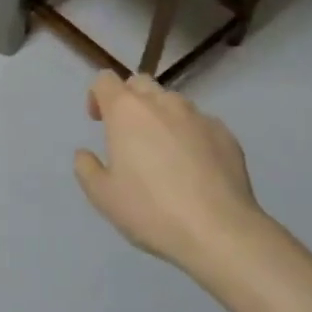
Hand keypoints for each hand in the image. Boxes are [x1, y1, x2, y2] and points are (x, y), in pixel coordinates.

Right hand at [74, 73, 266, 265]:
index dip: (97, 95)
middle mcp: (163, 103)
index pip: (105, 80)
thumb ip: (86, 168)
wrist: (219, 231)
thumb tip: (85, 154)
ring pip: (172, 102)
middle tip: (128, 134)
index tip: (98, 121)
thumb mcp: (103, 196)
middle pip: (140, 83)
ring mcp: (198, 116)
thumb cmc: (151, 210)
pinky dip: (190, 135)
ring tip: (163, 153)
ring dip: (160, 116)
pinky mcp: (226, 134)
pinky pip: (200, 124)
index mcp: (127, 111)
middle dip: (129, 100)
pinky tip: (193, 168)